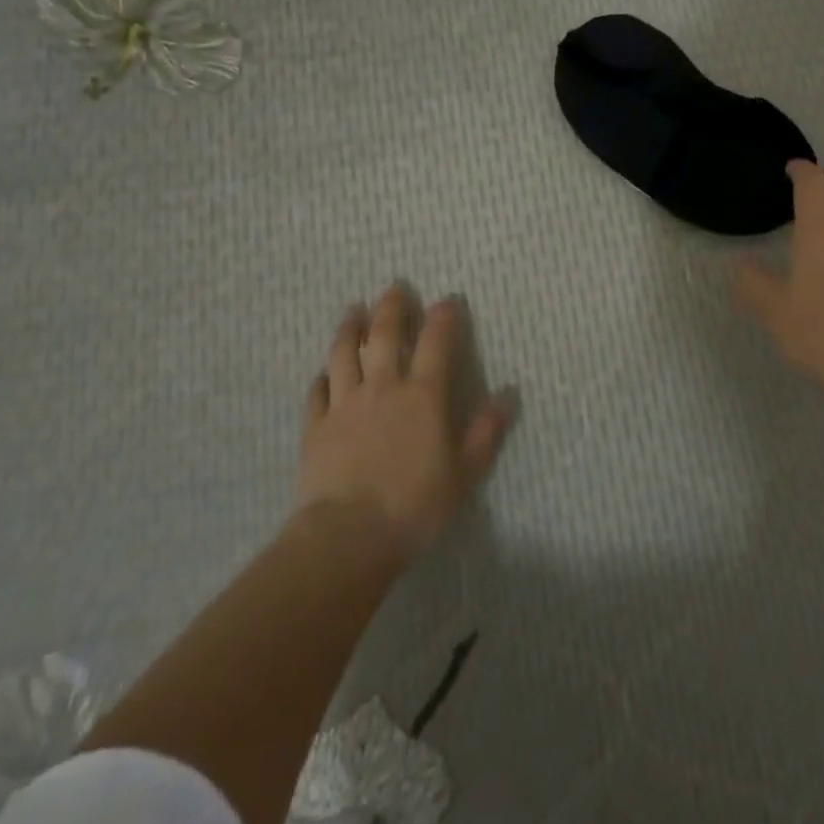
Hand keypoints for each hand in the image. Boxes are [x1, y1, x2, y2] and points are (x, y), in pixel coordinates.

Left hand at [296, 286, 510, 560]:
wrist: (348, 535)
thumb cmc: (415, 504)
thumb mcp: (464, 472)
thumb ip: (486, 432)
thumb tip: (507, 396)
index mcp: (423, 395)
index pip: (436, 342)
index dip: (442, 317)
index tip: (446, 300)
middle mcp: (383, 387)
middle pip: (383, 335)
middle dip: (391, 307)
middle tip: (393, 288)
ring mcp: (345, 404)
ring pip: (343, 353)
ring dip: (349, 327)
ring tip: (353, 310)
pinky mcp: (316, 425)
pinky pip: (317, 390)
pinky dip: (322, 375)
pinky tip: (324, 370)